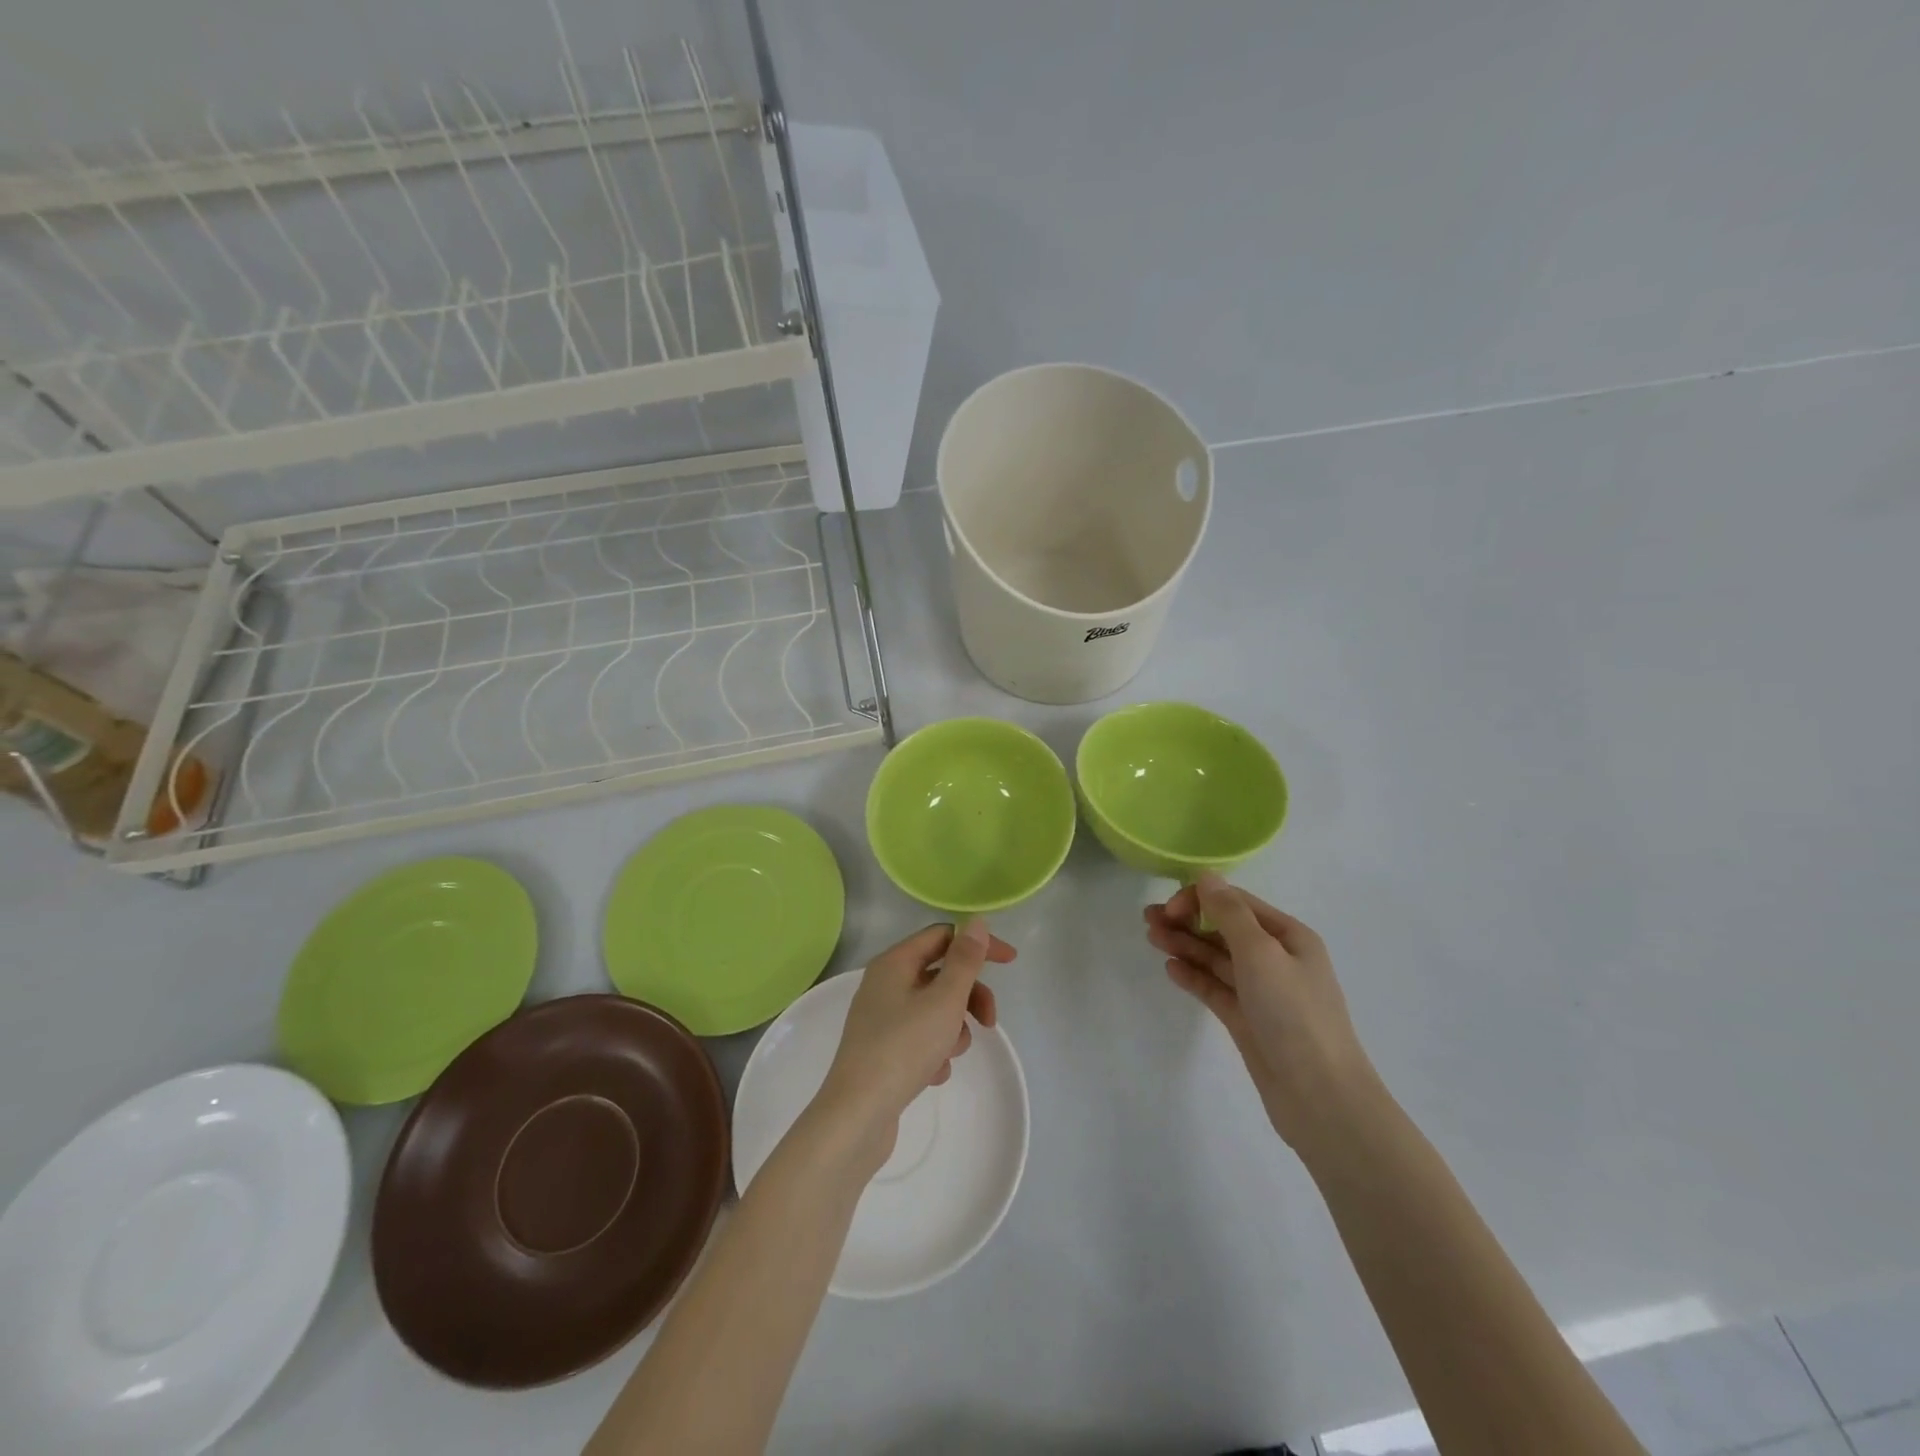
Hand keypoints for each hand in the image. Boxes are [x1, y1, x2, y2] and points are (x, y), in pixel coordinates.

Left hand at [817, 919, 1012, 1166]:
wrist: (858, 1115)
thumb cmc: (903, 1048)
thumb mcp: (944, 1000)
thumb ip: (964, 960)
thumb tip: (976, 922)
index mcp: (895, 963)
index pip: (943, 936)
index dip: (978, 945)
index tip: (1010, 962)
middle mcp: (885, 983)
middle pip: (940, 974)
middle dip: (969, 996)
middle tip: (989, 1022)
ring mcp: (882, 1018)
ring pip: (934, 1009)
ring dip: (952, 1028)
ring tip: (949, 1054)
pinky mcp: (883, 1050)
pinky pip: (921, 1037)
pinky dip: (934, 1051)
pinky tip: (933, 1074)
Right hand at [1146, 873, 1376, 1151]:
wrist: (1320, 1097)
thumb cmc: (1293, 1014)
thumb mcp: (1261, 953)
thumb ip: (1229, 913)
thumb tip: (1206, 876)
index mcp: (1289, 936)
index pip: (1237, 903)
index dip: (1201, 899)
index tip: (1170, 910)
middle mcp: (1276, 959)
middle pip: (1224, 929)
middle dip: (1188, 920)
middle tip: (1148, 920)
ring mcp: (1262, 992)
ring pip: (1216, 958)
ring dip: (1185, 945)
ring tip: (1152, 939)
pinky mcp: (1248, 1020)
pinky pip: (1216, 989)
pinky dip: (1194, 976)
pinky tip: (1171, 969)